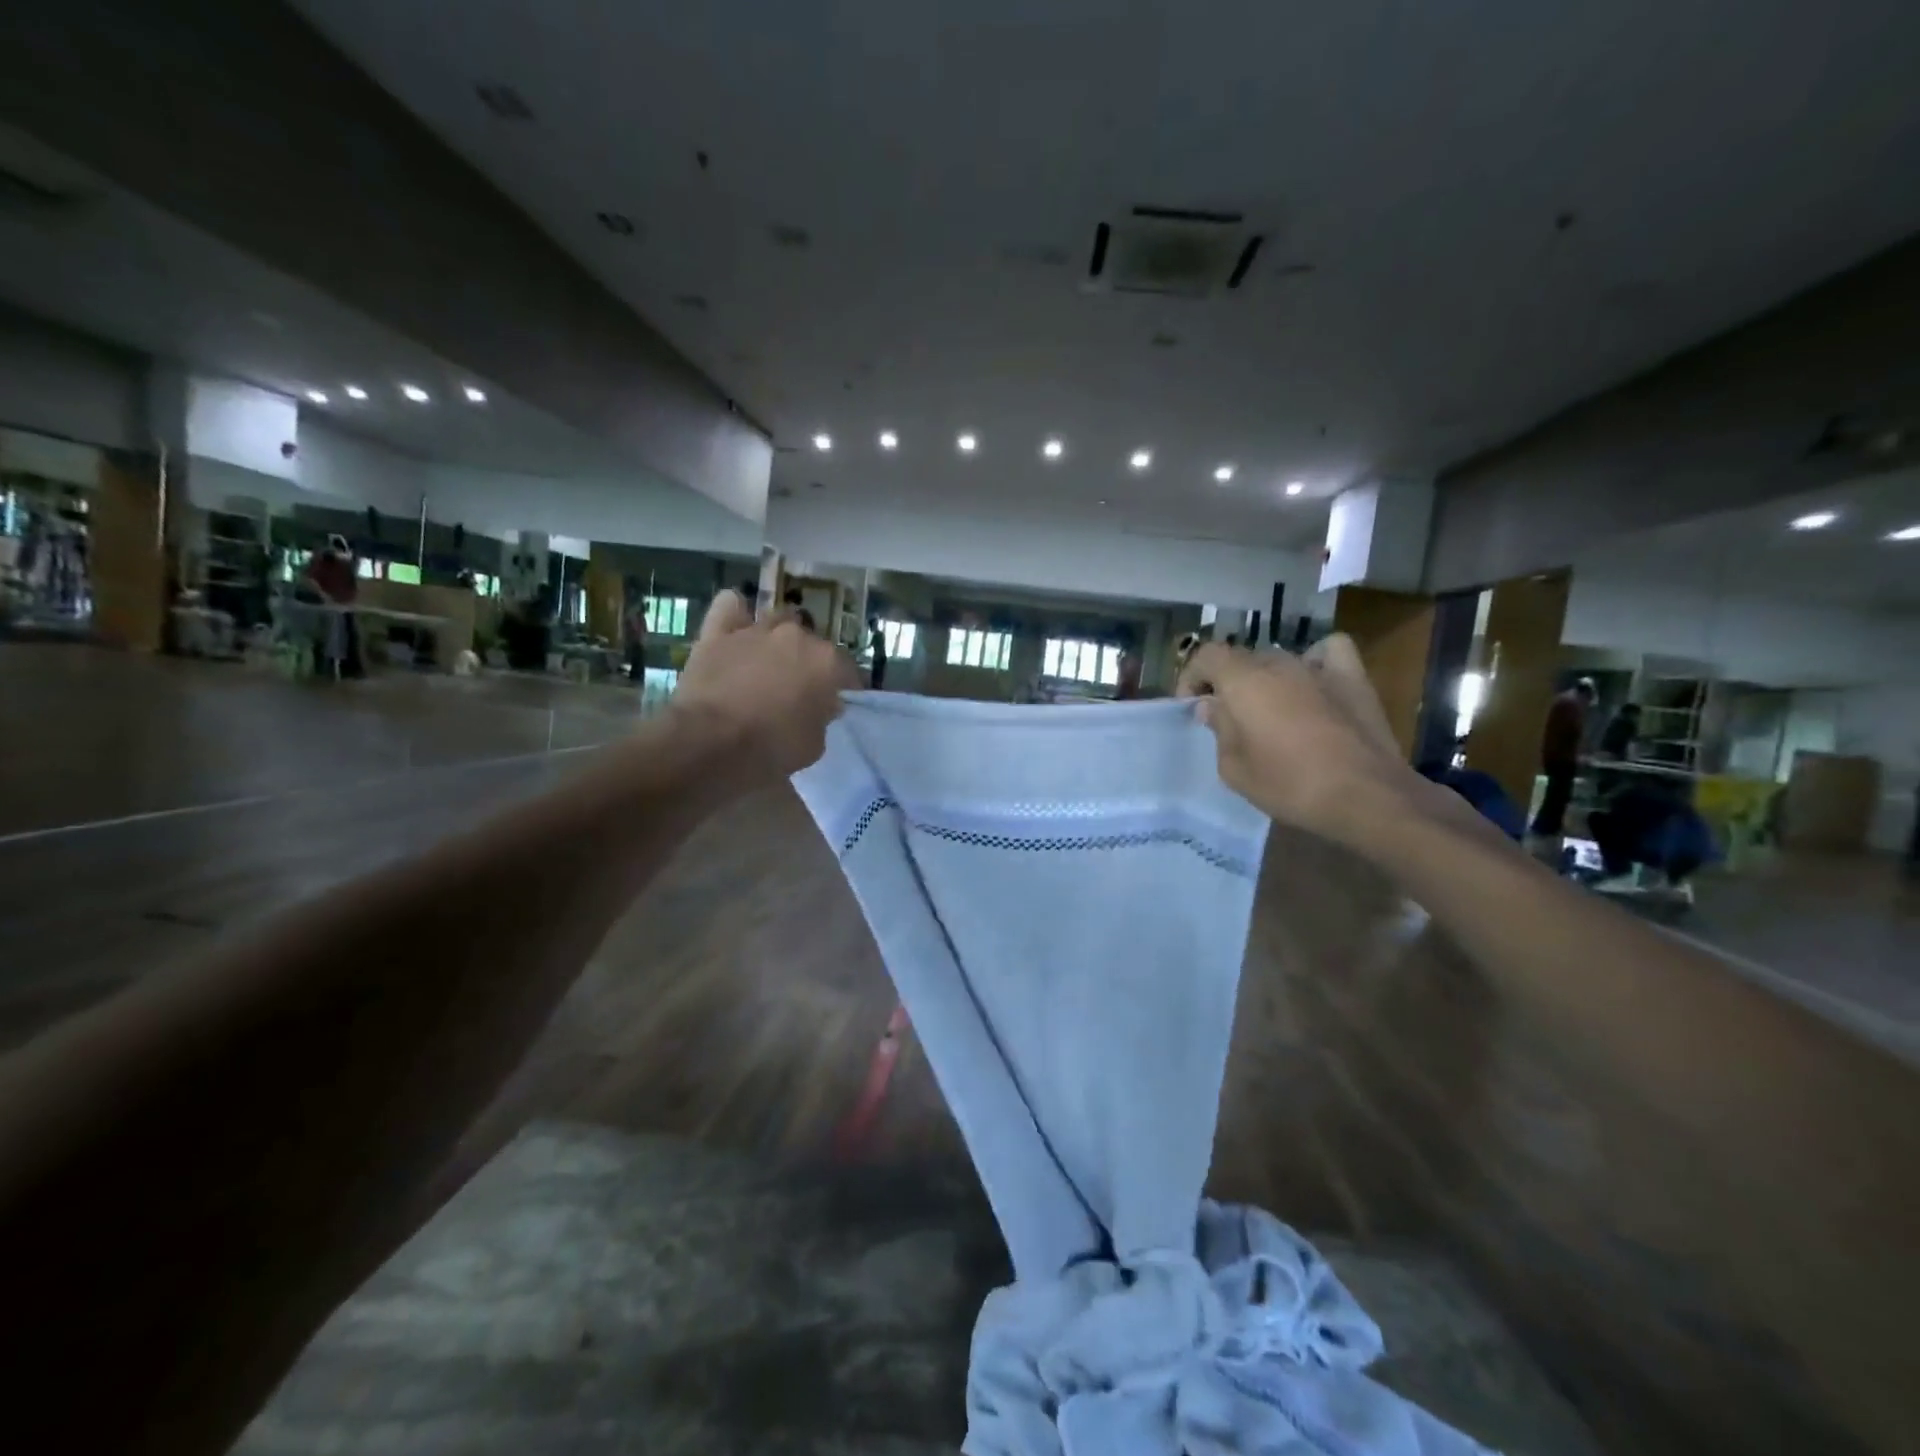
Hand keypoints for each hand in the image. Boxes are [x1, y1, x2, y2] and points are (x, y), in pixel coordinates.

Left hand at [671, 590, 857, 779]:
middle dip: (808, 662)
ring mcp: (756, 630)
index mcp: (826, 662)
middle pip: (811, 643)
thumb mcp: (814, 746)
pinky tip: (736, 626)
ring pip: (776, 621)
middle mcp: (796, 636)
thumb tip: (822, 705)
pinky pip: (730, 607)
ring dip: (777, 638)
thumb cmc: (771, 748)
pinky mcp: (718, 632)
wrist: (710, 741)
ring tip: (768, 660)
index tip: (836, 702)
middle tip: (798, 688)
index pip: (846, 669)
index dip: (843, 687)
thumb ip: (822, 718)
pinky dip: (736, 613)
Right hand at [1177, 634, 1415, 844]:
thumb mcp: (1234, 769)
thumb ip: (1219, 730)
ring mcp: (1318, 667)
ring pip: (1279, 660)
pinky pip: (1328, 652)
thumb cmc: (1290, 784)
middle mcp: (1279, 663)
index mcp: (1243, 680)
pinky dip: (1315, 660)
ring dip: (1266, 680)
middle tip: (1227, 718)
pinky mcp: (1353, 677)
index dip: (1192, 677)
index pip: (1206, 656)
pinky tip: (1313, 682)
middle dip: (1227, 683)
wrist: (1365, 796)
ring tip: (1270, 710)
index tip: (1192, 707)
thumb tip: (1212, 706)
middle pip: (1242, 660)